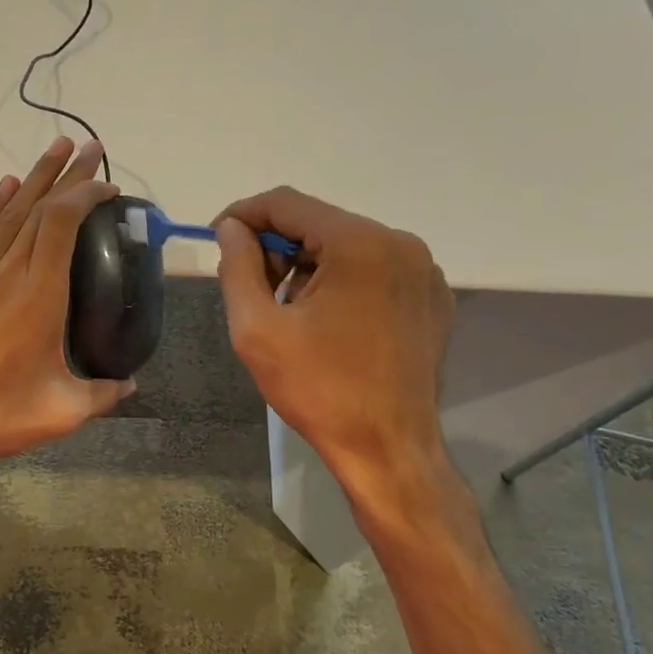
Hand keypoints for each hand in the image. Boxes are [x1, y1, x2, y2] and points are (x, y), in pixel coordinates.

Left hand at [0, 137, 135, 480]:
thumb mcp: (62, 412)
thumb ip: (102, 395)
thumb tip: (130, 385)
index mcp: (38, 296)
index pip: (61, 224)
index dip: (85, 195)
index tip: (108, 186)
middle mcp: (5, 274)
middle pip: (37, 209)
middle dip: (66, 174)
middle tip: (89, 147)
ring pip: (6, 214)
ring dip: (33, 180)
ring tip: (54, 150)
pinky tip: (4, 188)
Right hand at [215, 187, 455, 507]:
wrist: (389, 450)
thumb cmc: (319, 390)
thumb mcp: (257, 329)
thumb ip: (238, 267)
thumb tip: (232, 228)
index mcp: (359, 244)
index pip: (287, 203)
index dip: (244, 216)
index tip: (218, 240)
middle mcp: (399, 243)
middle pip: (319, 223)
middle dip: (277, 248)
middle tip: (252, 289)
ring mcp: (424, 271)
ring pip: (347, 246)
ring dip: (309, 267)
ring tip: (291, 313)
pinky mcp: (433, 298)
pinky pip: (376, 270)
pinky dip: (343, 282)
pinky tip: (330, 324)